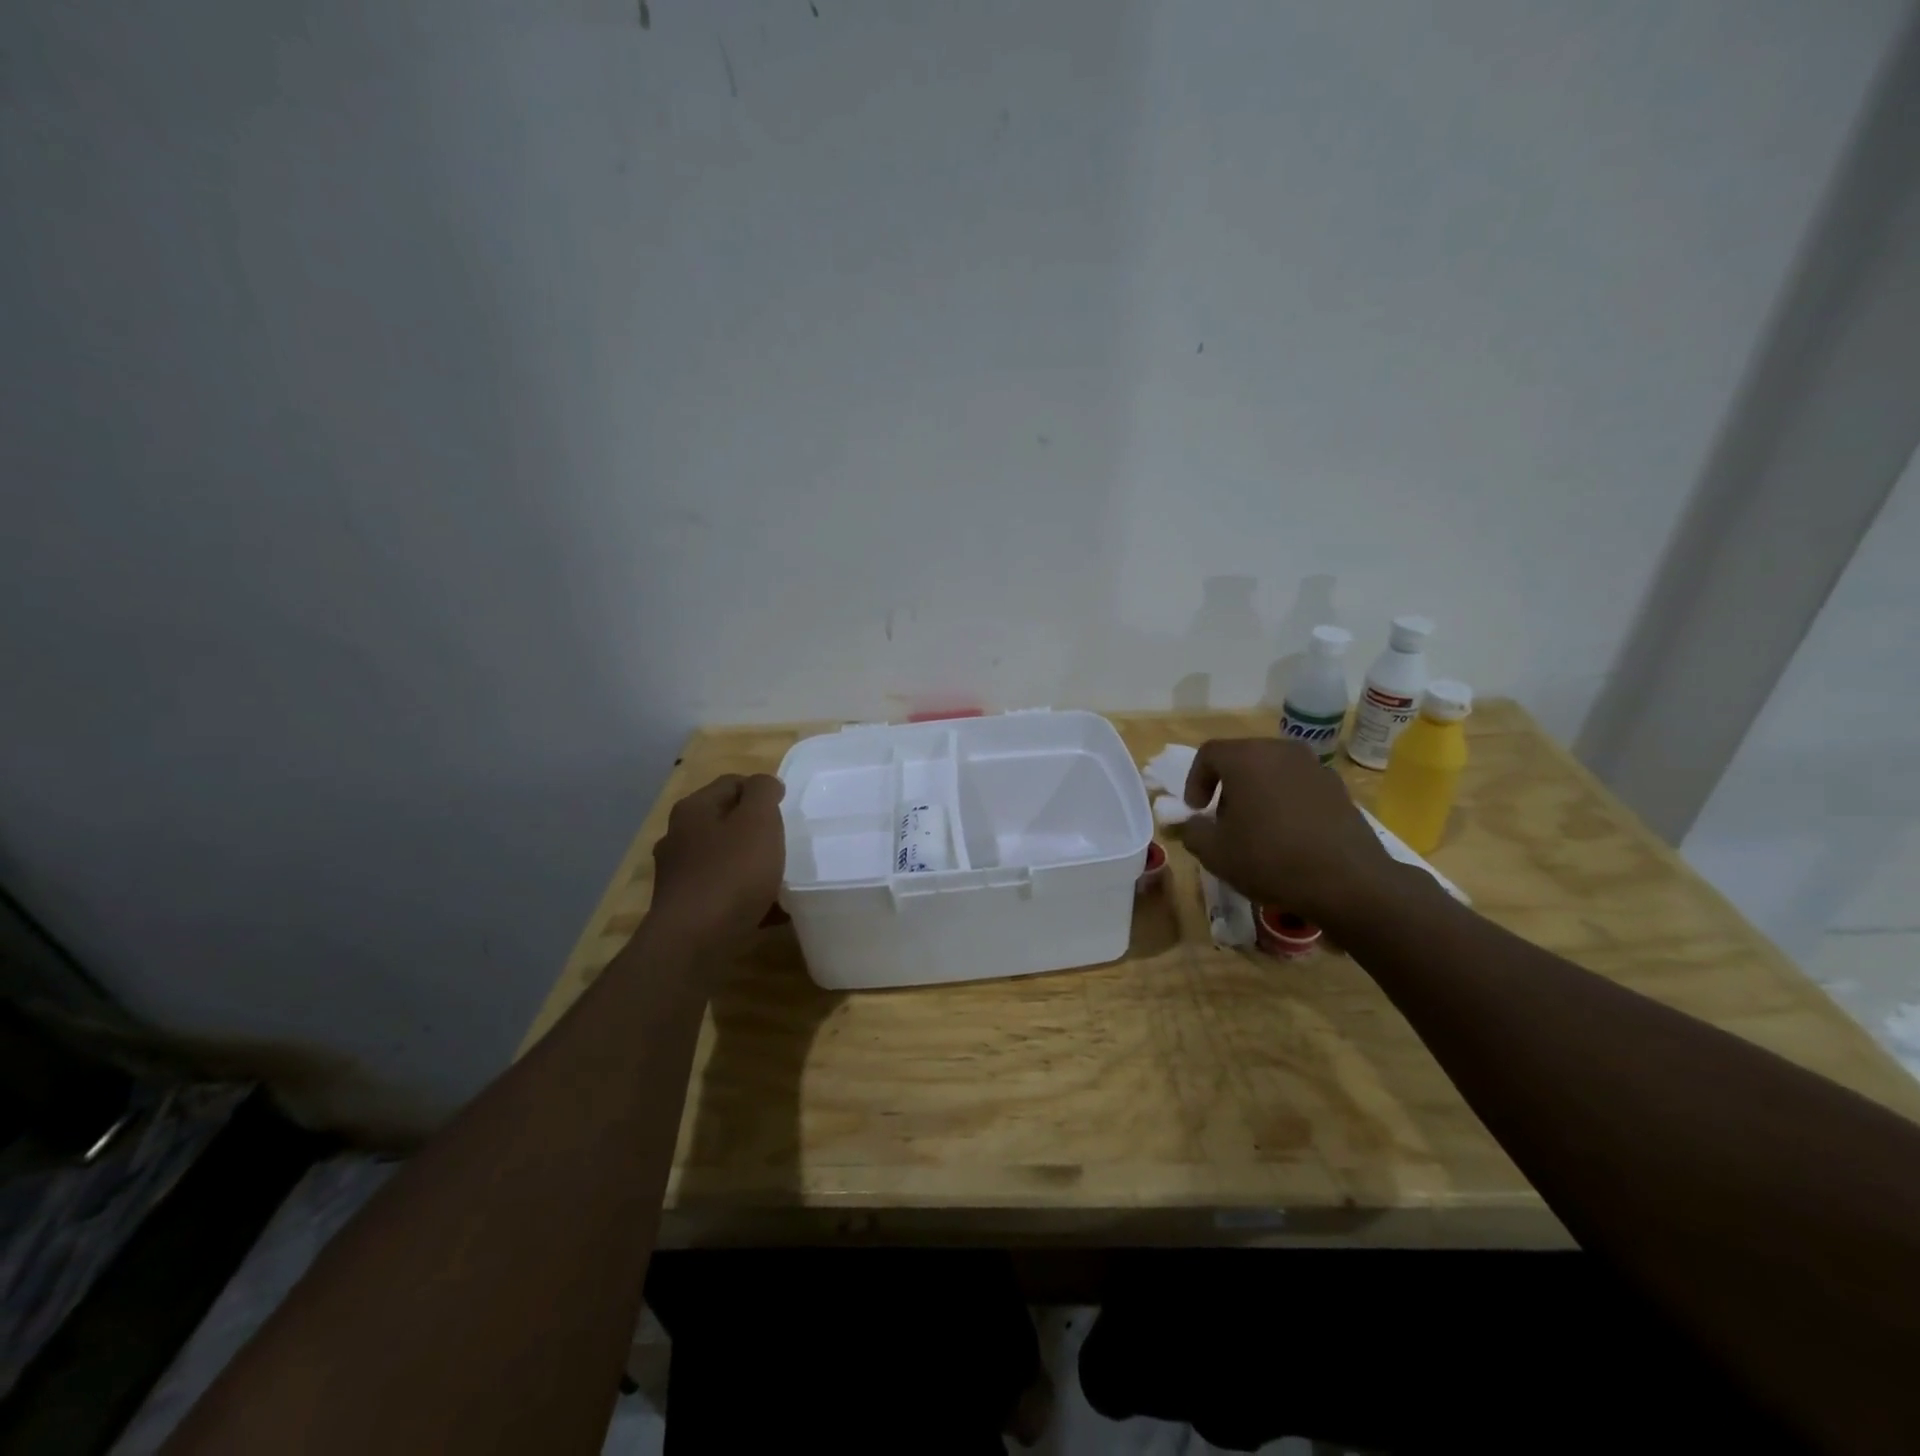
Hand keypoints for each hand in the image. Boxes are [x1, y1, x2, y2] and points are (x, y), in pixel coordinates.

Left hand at [649, 774, 785, 947]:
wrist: (694, 943)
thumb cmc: (731, 873)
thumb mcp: (758, 821)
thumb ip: (764, 792)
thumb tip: (764, 784)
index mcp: (693, 809)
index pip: (732, 783)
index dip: (762, 791)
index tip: (787, 811)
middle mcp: (679, 837)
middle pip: (726, 821)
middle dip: (756, 830)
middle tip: (784, 843)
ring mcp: (678, 875)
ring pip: (724, 858)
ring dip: (751, 864)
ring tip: (780, 879)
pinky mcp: (685, 907)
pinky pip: (722, 892)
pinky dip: (744, 896)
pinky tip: (769, 910)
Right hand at [1180, 738, 1402, 928]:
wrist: (1348, 881)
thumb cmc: (1270, 859)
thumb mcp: (1214, 852)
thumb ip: (1192, 831)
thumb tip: (1192, 823)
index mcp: (1246, 757)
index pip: (1209, 754)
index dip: (1195, 781)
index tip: (1196, 811)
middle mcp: (1281, 751)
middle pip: (1242, 759)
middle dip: (1227, 787)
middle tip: (1223, 820)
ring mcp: (1315, 767)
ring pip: (1272, 771)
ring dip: (1257, 793)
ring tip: (1256, 829)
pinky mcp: (1338, 788)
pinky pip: (1299, 786)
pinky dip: (1286, 802)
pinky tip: (1288, 836)